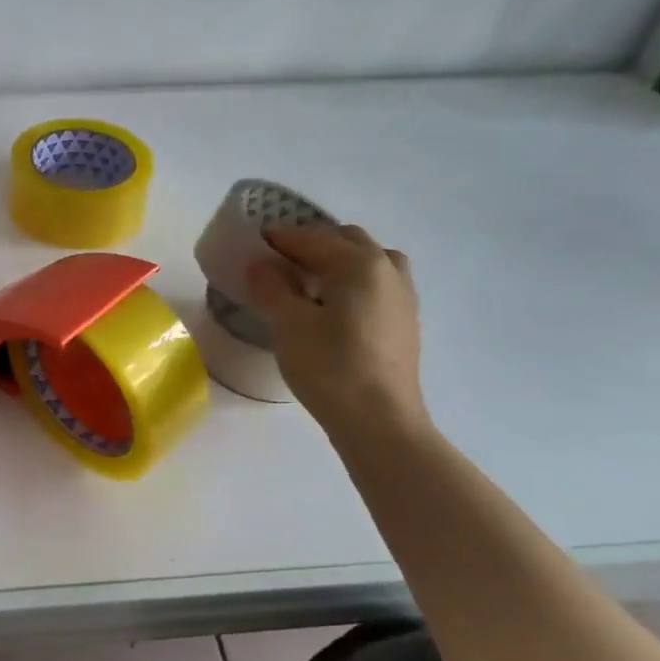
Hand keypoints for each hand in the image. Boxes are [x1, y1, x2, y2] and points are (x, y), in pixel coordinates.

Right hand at [246, 223, 427, 439]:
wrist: (380, 422)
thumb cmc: (330, 367)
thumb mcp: (288, 324)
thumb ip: (272, 287)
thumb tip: (262, 265)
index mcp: (359, 263)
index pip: (312, 238)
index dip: (280, 238)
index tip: (254, 242)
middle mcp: (387, 269)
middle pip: (346, 240)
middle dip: (312, 244)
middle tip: (280, 262)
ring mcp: (402, 296)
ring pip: (369, 260)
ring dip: (339, 261)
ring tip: (311, 282)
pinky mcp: (405, 322)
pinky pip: (378, 284)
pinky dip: (355, 282)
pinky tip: (335, 307)